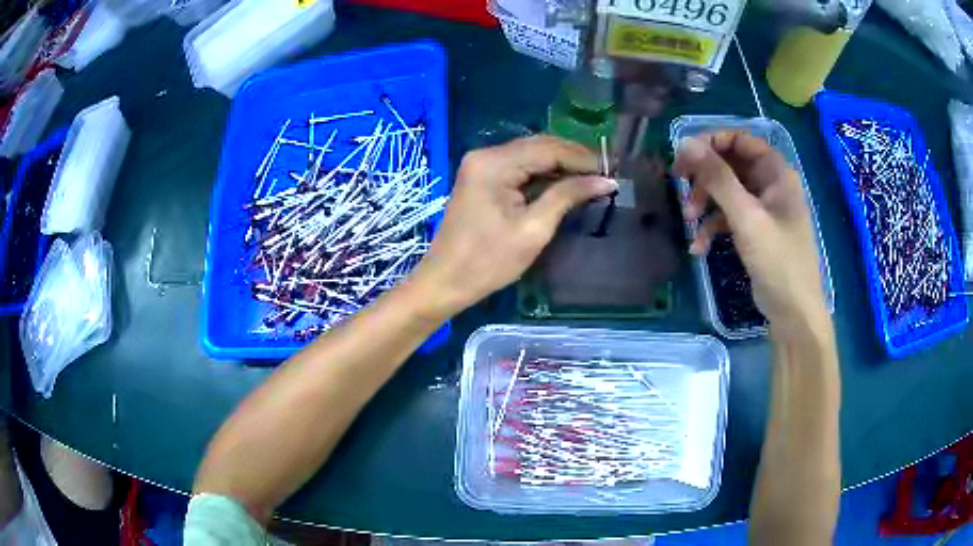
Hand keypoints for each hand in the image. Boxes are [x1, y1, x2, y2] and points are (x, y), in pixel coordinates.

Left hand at [408, 136, 616, 316]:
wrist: (445, 281)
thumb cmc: (488, 262)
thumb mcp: (533, 230)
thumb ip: (567, 196)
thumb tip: (605, 180)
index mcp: (494, 164)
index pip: (548, 149)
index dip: (583, 158)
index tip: (612, 170)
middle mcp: (486, 155)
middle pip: (539, 146)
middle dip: (574, 158)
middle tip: (605, 173)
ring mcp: (481, 164)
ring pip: (530, 155)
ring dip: (560, 165)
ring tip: (591, 178)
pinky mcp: (481, 177)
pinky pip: (518, 167)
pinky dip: (543, 173)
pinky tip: (564, 182)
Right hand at [674, 132, 829, 338]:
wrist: (793, 313)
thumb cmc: (778, 261)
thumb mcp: (746, 217)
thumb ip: (718, 178)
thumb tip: (685, 143)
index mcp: (776, 173)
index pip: (740, 140)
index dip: (712, 143)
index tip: (685, 157)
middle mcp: (771, 185)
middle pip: (731, 165)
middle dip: (704, 177)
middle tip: (678, 185)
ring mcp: (763, 209)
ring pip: (727, 191)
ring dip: (705, 203)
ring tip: (689, 221)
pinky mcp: (756, 231)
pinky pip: (730, 217)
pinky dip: (713, 227)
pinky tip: (699, 247)